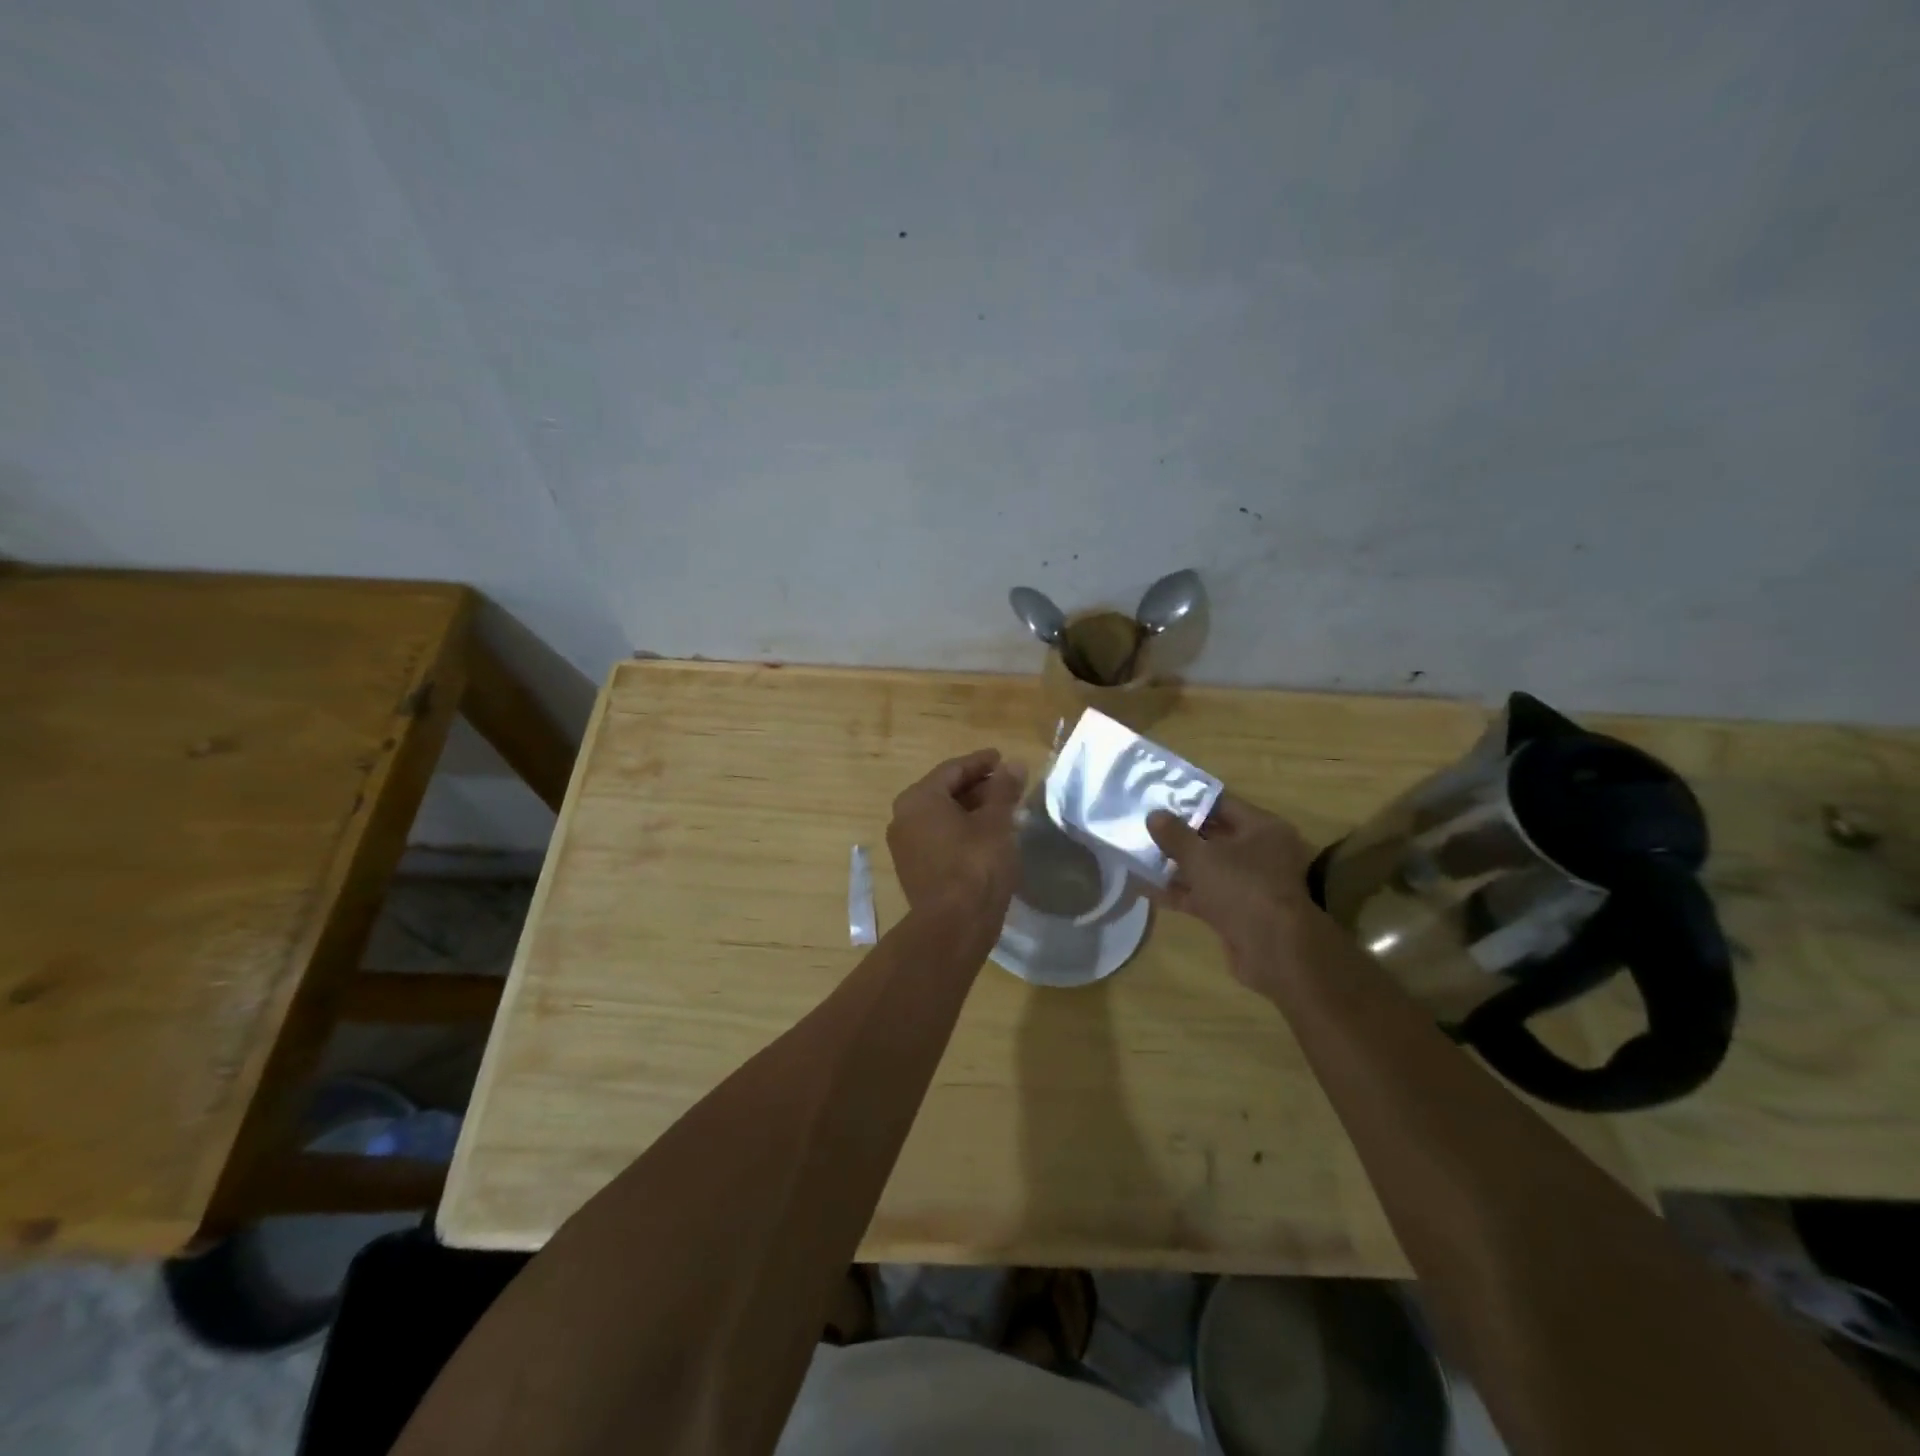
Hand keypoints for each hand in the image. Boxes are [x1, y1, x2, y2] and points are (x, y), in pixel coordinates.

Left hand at [887, 748, 1027, 921]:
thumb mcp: (996, 822)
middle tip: (1007, 784)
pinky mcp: (914, 869)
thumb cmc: (976, 864)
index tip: (1002, 758)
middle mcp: (903, 817)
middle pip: (944, 791)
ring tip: (1002, 809)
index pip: (953, 769)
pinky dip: (961, 830)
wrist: (954, 925)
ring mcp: (905, 846)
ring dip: (970, 809)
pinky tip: (987, 835)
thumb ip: (1004, 790)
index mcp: (919, 798)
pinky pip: (939, 837)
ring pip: (942, 816)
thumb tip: (1014, 764)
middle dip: (977, 786)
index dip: (981, 762)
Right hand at [1147, 795, 1317, 992]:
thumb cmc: (1241, 888)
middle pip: (1214, 836)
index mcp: (1262, 828)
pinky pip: (1204, 893)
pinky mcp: (1237, 911)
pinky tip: (1147, 888)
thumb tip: (1154, 815)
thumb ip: (1174, 834)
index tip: (1159, 799)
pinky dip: (1180, 891)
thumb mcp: (1201, 856)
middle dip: (1180, 834)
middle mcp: (1261, 852)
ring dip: (1176, 865)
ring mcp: (1250, 884)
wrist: (1273, 950)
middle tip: (1145, 826)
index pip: (1222, 804)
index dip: (1189, 800)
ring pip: (1207, 867)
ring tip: (1140, 854)